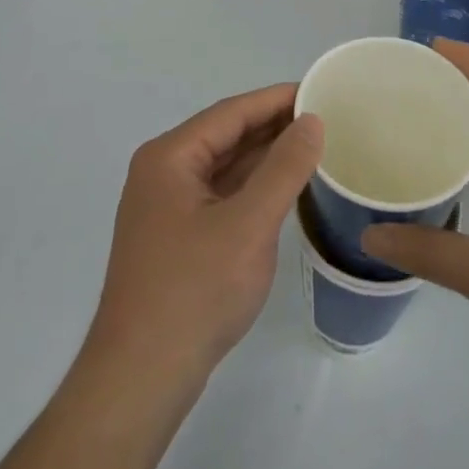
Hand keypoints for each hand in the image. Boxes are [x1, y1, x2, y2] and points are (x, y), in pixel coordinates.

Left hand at [86, 85, 323, 395]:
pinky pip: (221, 195)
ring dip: (265, 156)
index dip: (276, 99)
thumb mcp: (249, 225)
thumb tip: (312, 121)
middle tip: (326, 117)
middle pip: (226, 135)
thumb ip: (284, 168)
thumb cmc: (194, 291)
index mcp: (170, 157)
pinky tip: (284, 188)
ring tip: (313, 146)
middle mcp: (163, 172)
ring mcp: (167, 206)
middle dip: (273, 126)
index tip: (319, 90)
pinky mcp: (177, 236)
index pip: (231, 112)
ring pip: (224, 166)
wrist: (141, 378)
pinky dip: (253, 187)